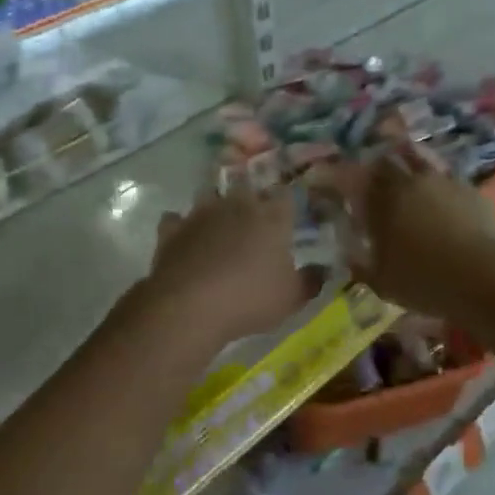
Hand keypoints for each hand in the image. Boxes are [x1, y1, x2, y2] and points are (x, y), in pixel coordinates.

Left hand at [146, 182, 314, 344]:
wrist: (189, 306)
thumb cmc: (250, 299)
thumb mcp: (291, 298)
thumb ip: (310, 281)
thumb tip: (323, 271)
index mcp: (271, 216)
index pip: (286, 195)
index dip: (289, 203)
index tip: (291, 214)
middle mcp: (237, 205)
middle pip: (247, 188)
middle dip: (251, 199)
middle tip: (255, 219)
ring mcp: (200, 214)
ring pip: (209, 195)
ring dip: (215, 206)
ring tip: (219, 224)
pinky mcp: (171, 229)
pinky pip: (176, 219)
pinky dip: (181, 226)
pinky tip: (185, 238)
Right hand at [345, 147, 494, 317]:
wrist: (483, 276)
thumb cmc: (424, 282)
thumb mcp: (381, 282)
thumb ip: (360, 264)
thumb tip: (347, 254)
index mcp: (381, 202)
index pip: (353, 178)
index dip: (339, 177)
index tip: (329, 181)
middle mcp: (410, 183)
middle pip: (387, 161)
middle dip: (376, 166)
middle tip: (372, 176)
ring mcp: (444, 182)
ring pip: (420, 160)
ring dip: (409, 163)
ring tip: (407, 173)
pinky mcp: (472, 190)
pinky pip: (448, 177)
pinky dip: (438, 182)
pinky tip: (441, 195)